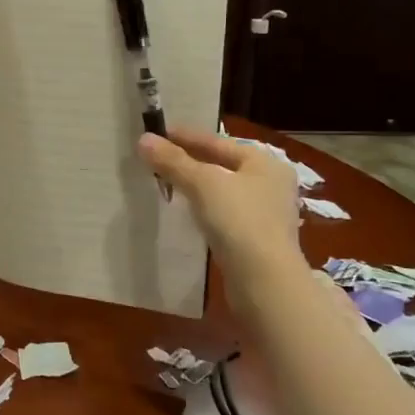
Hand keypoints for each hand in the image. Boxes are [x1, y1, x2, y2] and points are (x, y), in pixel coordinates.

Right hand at [138, 128, 304, 284]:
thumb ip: (173, 161)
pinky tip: (187, 210)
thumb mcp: (202, 184)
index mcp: (264, 162)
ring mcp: (266, 214)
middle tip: (158, 157)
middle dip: (190, 160)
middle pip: (222, 164)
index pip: (218, 141)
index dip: (186, 136)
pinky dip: (204, 207)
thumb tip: (143, 139)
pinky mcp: (257, 239)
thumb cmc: (238, 220)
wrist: (264, 281)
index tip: (157, 133)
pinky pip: (225, 213)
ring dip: (196, 185)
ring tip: (167, 181)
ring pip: (223, 190)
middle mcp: (270, 184)